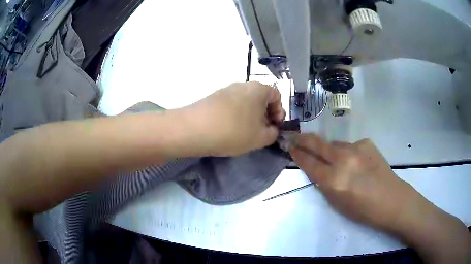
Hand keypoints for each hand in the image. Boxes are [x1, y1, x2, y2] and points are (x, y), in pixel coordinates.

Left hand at [187, 82, 284, 155]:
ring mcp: (226, 89)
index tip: (274, 127)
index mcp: (259, 89)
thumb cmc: (234, 131)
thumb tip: (271, 129)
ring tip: (243, 133)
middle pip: (260, 98)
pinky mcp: (213, 97)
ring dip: (249, 116)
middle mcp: (243, 84)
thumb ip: (273, 133)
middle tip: (260, 132)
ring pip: (245, 102)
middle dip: (264, 115)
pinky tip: (228, 129)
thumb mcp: (261, 138)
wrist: (194, 129)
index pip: (277, 95)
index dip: (279, 112)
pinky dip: (235, 115)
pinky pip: (231, 105)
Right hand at [289, 134, 419, 230]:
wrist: (391, 199)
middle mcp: (343, 160)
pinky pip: (351, 146)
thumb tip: (317, 169)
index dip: (298, 155)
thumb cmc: (362, 209)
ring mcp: (357, 148)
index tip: (291, 148)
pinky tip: (357, 162)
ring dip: (330, 150)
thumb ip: (324, 184)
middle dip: (303, 139)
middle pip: (317, 143)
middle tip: (295, 137)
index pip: (309, 163)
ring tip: (337, 160)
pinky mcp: (367, 143)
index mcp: (334, 180)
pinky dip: (349, 153)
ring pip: (335, 144)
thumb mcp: (337, 203)